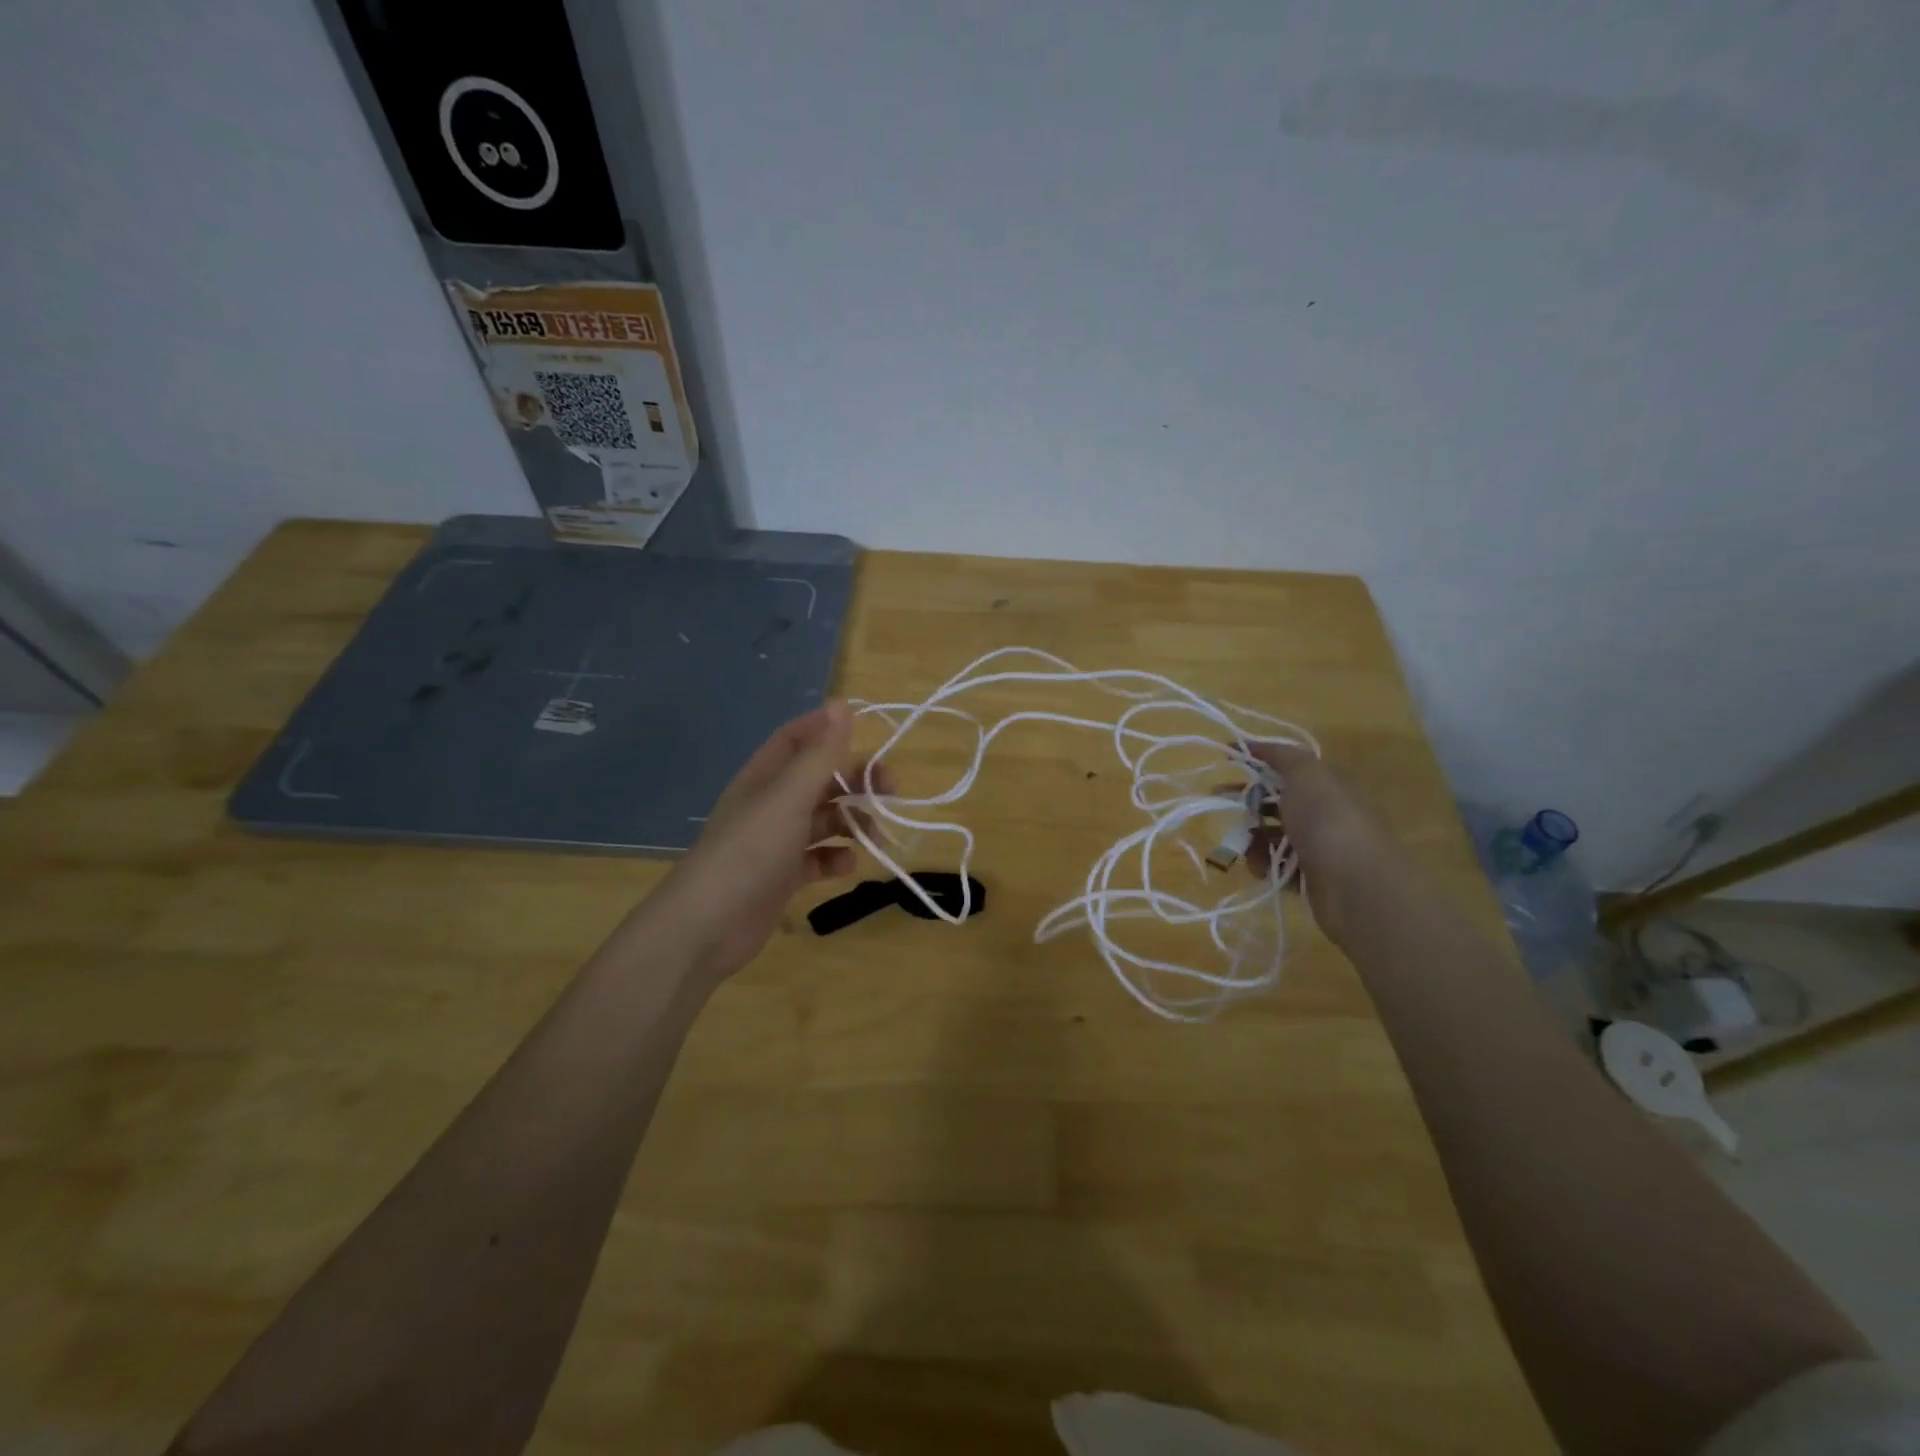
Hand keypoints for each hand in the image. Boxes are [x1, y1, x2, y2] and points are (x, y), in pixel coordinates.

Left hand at [656, 702, 892, 981]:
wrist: (707, 926)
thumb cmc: (750, 852)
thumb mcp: (789, 798)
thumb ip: (820, 754)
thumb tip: (842, 704)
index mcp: (765, 777)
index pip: (796, 739)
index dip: (827, 730)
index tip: (867, 732)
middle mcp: (770, 805)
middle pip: (819, 780)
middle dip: (854, 782)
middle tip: (890, 790)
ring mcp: (776, 843)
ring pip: (822, 821)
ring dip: (851, 823)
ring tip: (875, 835)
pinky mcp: (782, 877)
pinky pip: (817, 859)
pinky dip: (836, 859)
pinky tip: (847, 866)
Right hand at [1244, 741, 1391, 931]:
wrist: (1356, 884)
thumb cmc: (1328, 820)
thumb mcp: (1306, 773)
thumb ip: (1280, 755)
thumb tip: (1252, 743)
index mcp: (1328, 785)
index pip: (1290, 768)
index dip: (1259, 761)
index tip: (1228, 759)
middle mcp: (1325, 813)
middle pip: (1278, 801)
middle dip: (1248, 800)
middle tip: (1219, 800)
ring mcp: (1320, 848)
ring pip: (1274, 835)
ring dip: (1252, 836)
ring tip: (1242, 842)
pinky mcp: (1311, 879)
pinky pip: (1278, 866)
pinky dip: (1264, 864)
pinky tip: (1258, 865)